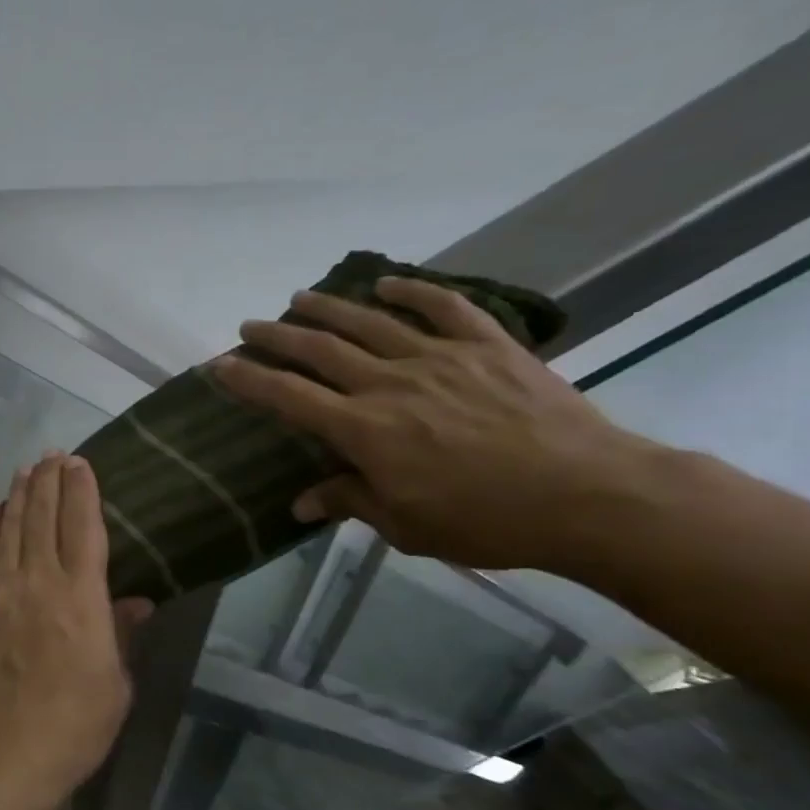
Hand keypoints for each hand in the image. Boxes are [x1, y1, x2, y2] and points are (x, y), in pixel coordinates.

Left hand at [0, 454, 154, 805]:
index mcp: (81, 597)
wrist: (1, 753)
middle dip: (48, 481)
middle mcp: (37, 581)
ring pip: (8, 528)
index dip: (82, 491)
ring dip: (17, 496)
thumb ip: (119, 634)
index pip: (83, 527)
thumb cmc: (72, 726)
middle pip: (42, 517)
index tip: (80, 463)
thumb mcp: (114, 684)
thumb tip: (135, 601)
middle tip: (52, 455)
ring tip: (24, 471)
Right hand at [212, 276, 662, 571]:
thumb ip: (350, 502)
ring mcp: (440, 358)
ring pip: (370, 323)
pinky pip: (445, 308)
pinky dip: (413, 291)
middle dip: (278, 336)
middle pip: (320, 351)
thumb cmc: (486, 521)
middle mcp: (390, 383)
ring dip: (329, 309)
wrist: (589, 495)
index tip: (220, 365)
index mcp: (364, 430)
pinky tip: (387, 284)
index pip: (289, 397)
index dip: (250, 380)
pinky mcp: (489, 346)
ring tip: (300, 298)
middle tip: (251, 325)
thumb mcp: (406, 525)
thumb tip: (302, 502)